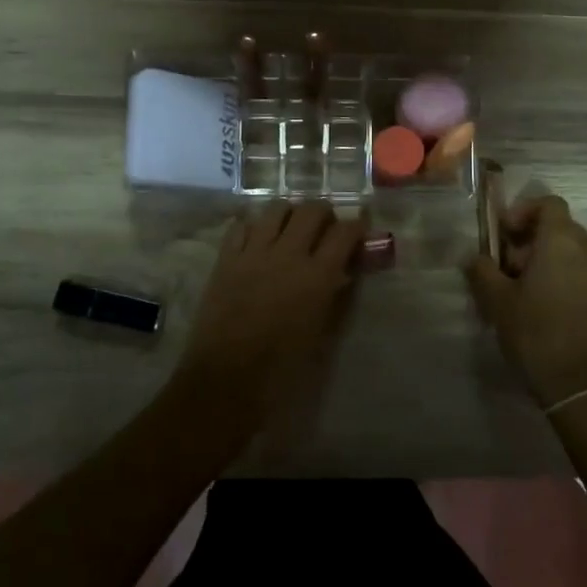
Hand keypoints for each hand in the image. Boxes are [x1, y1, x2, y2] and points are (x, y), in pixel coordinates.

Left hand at [174, 201, 364, 427]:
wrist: (226, 378)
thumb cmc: (281, 366)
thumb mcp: (321, 333)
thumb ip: (336, 297)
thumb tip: (344, 272)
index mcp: (317, 275)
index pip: (345, 232)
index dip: (357, 224)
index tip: (360, 226)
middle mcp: (288, 253)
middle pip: (312, 209)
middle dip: (325, 213)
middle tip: (326, 227)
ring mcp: (253, 252)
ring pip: (277, 208)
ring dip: (290, 213)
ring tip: (292, 228)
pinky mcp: (226, 258)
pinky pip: (242, 225)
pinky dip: (255, 225)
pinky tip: (258, 239)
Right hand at [465, 195, 586, 408]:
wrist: (583, 386)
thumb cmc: (536, 334)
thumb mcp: (498, 302)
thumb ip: (483, 271)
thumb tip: (475, 258)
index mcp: (562, 241)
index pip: (549, 204)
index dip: (524, 211)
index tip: (505, 235)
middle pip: (561, 228)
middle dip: (532, 240)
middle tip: (509, 268)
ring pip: (574, 252)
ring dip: (549, 260)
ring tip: (526, 291)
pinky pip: (586, 275)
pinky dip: (567, 279)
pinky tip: (548, 309)